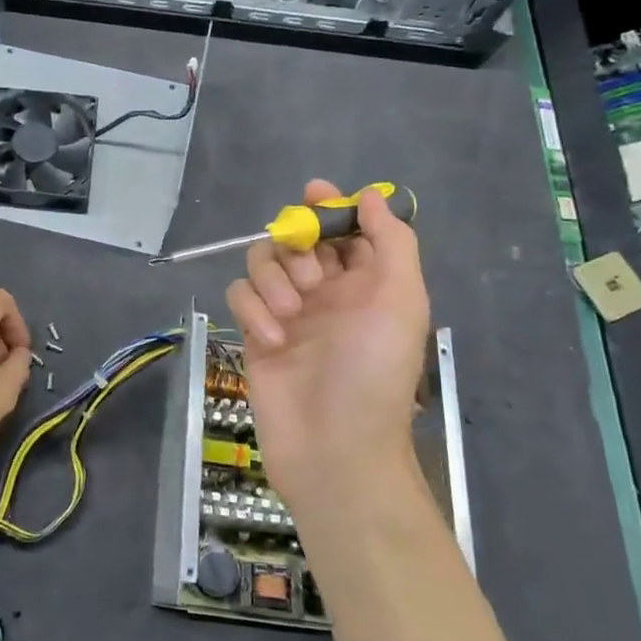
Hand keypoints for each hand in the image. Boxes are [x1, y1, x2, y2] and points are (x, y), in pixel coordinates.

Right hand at [225, 181, 430, 521]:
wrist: (335, 447)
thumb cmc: (374, 371)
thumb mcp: (400, 300)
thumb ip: (391, 242)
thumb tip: (372, 197)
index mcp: (366, 283)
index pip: (345, 229)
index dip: (331, 207)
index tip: (314, 193)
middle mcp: (326, 292)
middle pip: (296, 238)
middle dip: (298, 246)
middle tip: (311, 278)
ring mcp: (287, 313)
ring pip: (262, 262)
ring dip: (273, 278)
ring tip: (291, 313)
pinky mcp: (255, 334)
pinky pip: (240, 296)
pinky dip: (253, 311)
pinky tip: (273, 340)